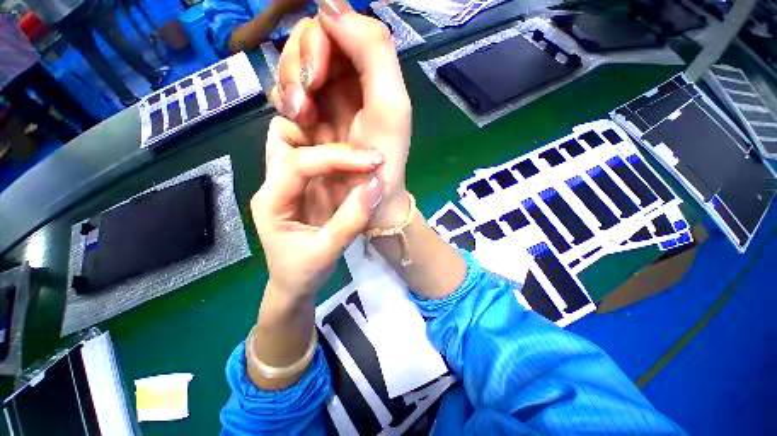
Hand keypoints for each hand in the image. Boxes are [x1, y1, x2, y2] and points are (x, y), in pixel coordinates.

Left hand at [251, 117, 384, 297]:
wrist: (295, 282)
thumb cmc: (303, 271)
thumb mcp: (327, 252)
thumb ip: (351, 220)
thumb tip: (376, 184)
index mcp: (271, 200)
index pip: (298, 162)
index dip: (337, 157)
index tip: (372, 161)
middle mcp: (275, 184)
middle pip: (287, 138)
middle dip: (321, 134)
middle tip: (360, 147)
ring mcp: (289, 183)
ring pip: (298, 142)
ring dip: (328, 141)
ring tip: (359, 150)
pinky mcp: (305, 187)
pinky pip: (317, 160)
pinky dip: (336, 156)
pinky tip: (355, 162)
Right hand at [269, 0, 411, 227]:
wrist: (366, 197)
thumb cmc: (381, 159)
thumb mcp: (390, 107)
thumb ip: (373, 49)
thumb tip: (329, 4)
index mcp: (369, 72)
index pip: (337, 26)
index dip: (318, 40)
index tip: (315, 75)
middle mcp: (346, 80)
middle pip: (309, 42)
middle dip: (298, 65)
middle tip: (305, 103)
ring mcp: (325, 98)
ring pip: (293, 66)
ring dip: (289, 86)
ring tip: (302, 117)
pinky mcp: (309, 118)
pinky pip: (285, 93)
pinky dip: (284, 101)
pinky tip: (297, 122)